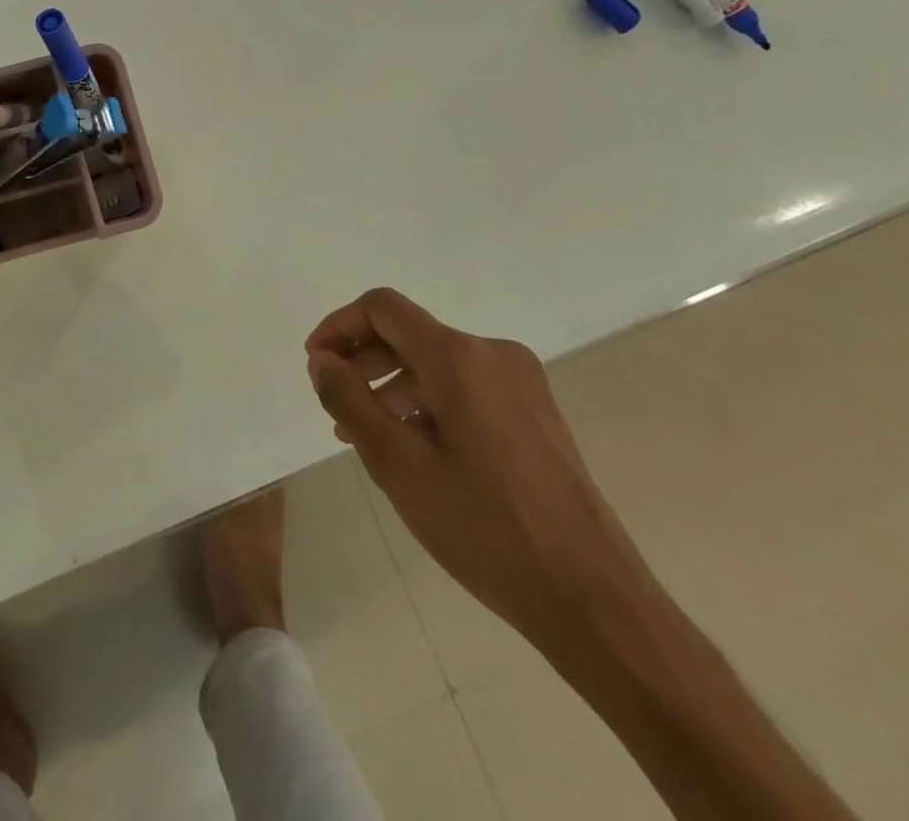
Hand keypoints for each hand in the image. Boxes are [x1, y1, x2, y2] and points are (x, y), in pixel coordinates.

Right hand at [306, 289, 654, 656]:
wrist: (593, 600)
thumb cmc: (485, 529)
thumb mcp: (397, 464)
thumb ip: (349, 400)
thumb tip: (323, 360)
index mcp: (460, 358)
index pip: (382, 308)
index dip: (339, 327)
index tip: (316, 367)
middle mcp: (493, 354)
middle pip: (409, 333)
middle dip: (362, 361)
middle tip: (334, 407)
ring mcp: (521, 382)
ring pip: (436, 363)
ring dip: (392, 387)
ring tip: (367, 437)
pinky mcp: (535, 412)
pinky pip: (464, 386)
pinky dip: (427, 403)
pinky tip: (415, 450)